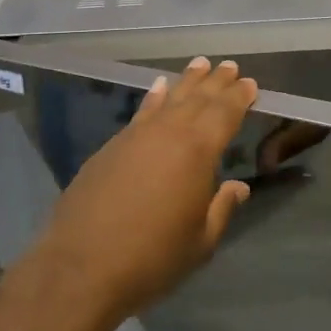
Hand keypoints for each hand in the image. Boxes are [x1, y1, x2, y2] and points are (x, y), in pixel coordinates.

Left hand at [27, 58, 257, 329]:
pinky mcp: (110, 147)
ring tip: (200, 64)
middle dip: (215, 82)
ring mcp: (135, 137)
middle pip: (197, 99)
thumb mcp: (200, 241)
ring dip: (186, 82)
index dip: (238, 97)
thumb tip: (238, 187)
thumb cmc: (152, 257)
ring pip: (168, 99)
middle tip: (228, 66)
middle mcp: (167, 133)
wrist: (81, 266)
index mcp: (197, 152)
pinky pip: (141, 112)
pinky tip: (158, 88)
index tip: (249, 83)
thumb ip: (221, 208)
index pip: (224, 114)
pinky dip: (154, 97)